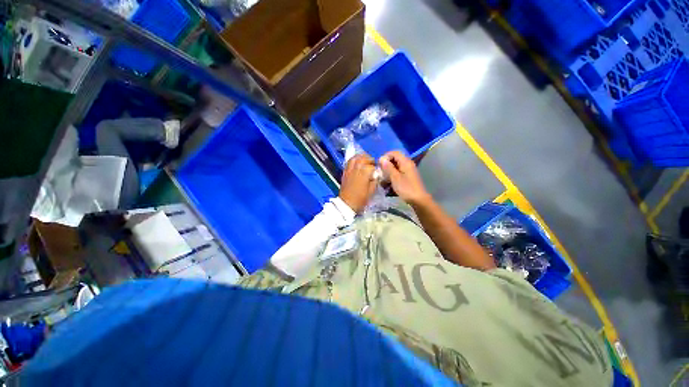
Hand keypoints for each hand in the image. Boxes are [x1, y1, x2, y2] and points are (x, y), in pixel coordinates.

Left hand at [339, 154, 376, 212]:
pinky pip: (349, 162)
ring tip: (365, 161)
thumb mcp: (372, 191)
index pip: (372, 166)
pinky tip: (357, 163)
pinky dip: (354, 160)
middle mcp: (356, 168)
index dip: (376, 168)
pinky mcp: (345, 172)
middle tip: (373, 164)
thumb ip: (375, 180)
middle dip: (369, 159)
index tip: (378, 171)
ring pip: (355, 158)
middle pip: (363, 158)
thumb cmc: (361, 199)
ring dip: (361, 157)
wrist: (347, 204)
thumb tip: (376, 175)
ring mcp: (349, 169)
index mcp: (364, 172)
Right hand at [379, 151, 431, 205]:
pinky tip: (389, 181)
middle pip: (395, 158)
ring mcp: (409, 170)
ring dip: (389, 170)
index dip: (386, 156)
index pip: (394, 152)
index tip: (379, 164)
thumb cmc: (406, 188)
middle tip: (380, 171)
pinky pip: (399, 171)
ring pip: (396, 165)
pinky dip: (393, 174)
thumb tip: (381, 158)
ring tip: (383, 177)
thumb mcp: (395, 178)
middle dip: (387, 163)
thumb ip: (388, 167)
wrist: (418, 200)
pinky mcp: (408, 176)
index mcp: (406, 162)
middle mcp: (408, 164)